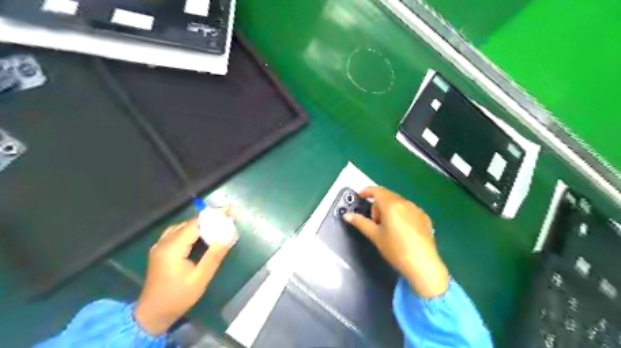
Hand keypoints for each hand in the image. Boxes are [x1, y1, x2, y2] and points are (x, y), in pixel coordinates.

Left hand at [135, 208, 236, 334]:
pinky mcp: (159, 250)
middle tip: (227, 217)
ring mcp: (159, 246)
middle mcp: (164, 242)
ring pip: (182, 226)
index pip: (195, 224)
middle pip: (189, 223)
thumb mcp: (201, 278)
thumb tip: (227, 236)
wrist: (152, 314)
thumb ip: (214, 255)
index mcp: (173, 248)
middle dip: (209, 218)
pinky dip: (190, 229)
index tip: (229, 209)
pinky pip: (176, 232)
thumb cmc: (178, 297)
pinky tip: (199, 234)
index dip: (213, 215)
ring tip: (217, 223)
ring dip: (200, 223)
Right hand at [342, 186, 448, 297]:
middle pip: (387, 196)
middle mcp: (405, 202)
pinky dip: (401, 214)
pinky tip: (402, 231)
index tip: (360, 197)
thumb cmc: (395, 249)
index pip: (376, 190)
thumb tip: (346, 215)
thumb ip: (360, 222)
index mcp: (391, 205)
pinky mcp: (425, 217)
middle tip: (375, 222)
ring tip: (388, 228)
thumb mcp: (375, 235)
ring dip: (389, 209)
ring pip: (398, 202)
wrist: (423, 264)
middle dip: (378, 205)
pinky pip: (409, 209)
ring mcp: (417, 209)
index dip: (366, 192)